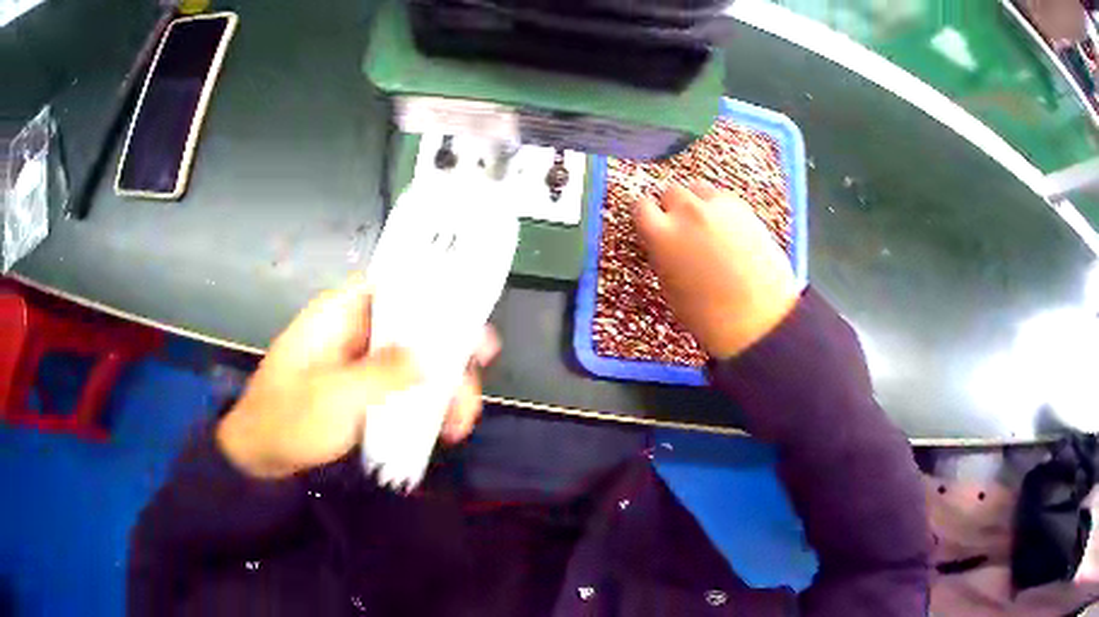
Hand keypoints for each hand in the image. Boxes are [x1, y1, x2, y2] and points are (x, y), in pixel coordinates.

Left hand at [216, 276, 499, 478]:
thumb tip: (433, 355)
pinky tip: (442, 429)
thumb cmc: (287, 419)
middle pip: (416, 328)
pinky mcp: (364, 387)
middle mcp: (355, 328)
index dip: (439, 299)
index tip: (472, 330)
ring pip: (416, 359)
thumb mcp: (334, 397)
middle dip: (449, 360)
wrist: (259, 456)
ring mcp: (361, 360)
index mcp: (340, 313)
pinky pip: (405, 385)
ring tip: (458, 426)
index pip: (397, 286)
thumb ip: (383, 373)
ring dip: (443, 389)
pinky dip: (426, 403)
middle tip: (470, 396)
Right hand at [634, 181, 798, 358]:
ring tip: (705, 225)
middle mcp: (686, 213)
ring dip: (697, 202)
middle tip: (682, 228)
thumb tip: (663, 242)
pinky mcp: (743, 209)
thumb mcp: (670, 287)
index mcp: (661, 236)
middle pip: (671, 192)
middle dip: (674, 208)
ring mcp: (717, 207)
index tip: (653, 223)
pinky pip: (723, 198)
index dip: (647, 216)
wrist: (757, 319)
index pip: (641, 206)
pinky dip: (721, 208)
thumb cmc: (710, 315)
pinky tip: (727, 229)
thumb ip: (663, 254)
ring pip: (698, 188)